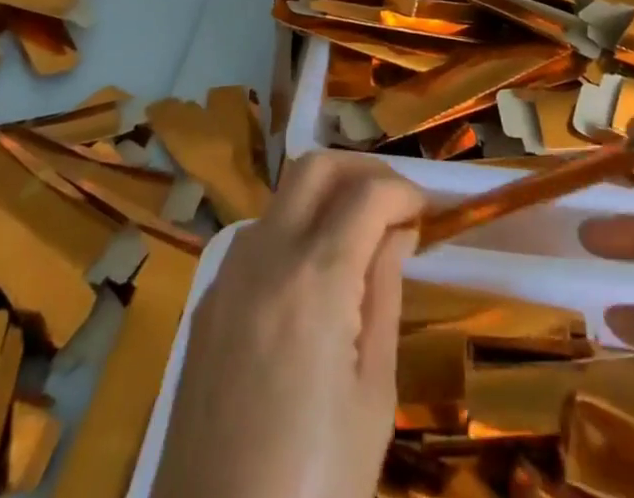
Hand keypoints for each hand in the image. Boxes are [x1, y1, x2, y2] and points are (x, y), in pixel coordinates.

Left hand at [151, 152, 422, 497]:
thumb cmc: (316, 487)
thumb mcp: (372, 396)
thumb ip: (383, 295)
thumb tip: (395, 232)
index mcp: (314, 279)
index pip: (367, 194)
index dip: (404, 190)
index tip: (426, 211)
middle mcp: (264, 256)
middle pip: (314, 167)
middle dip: (361, 170)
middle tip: (393, 204)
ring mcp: (227, 276)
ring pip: (282, 198)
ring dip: (324, 198)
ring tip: (358, 239)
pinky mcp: (206, 303)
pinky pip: (256, 240)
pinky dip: (293, 233)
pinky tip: (312, 280)